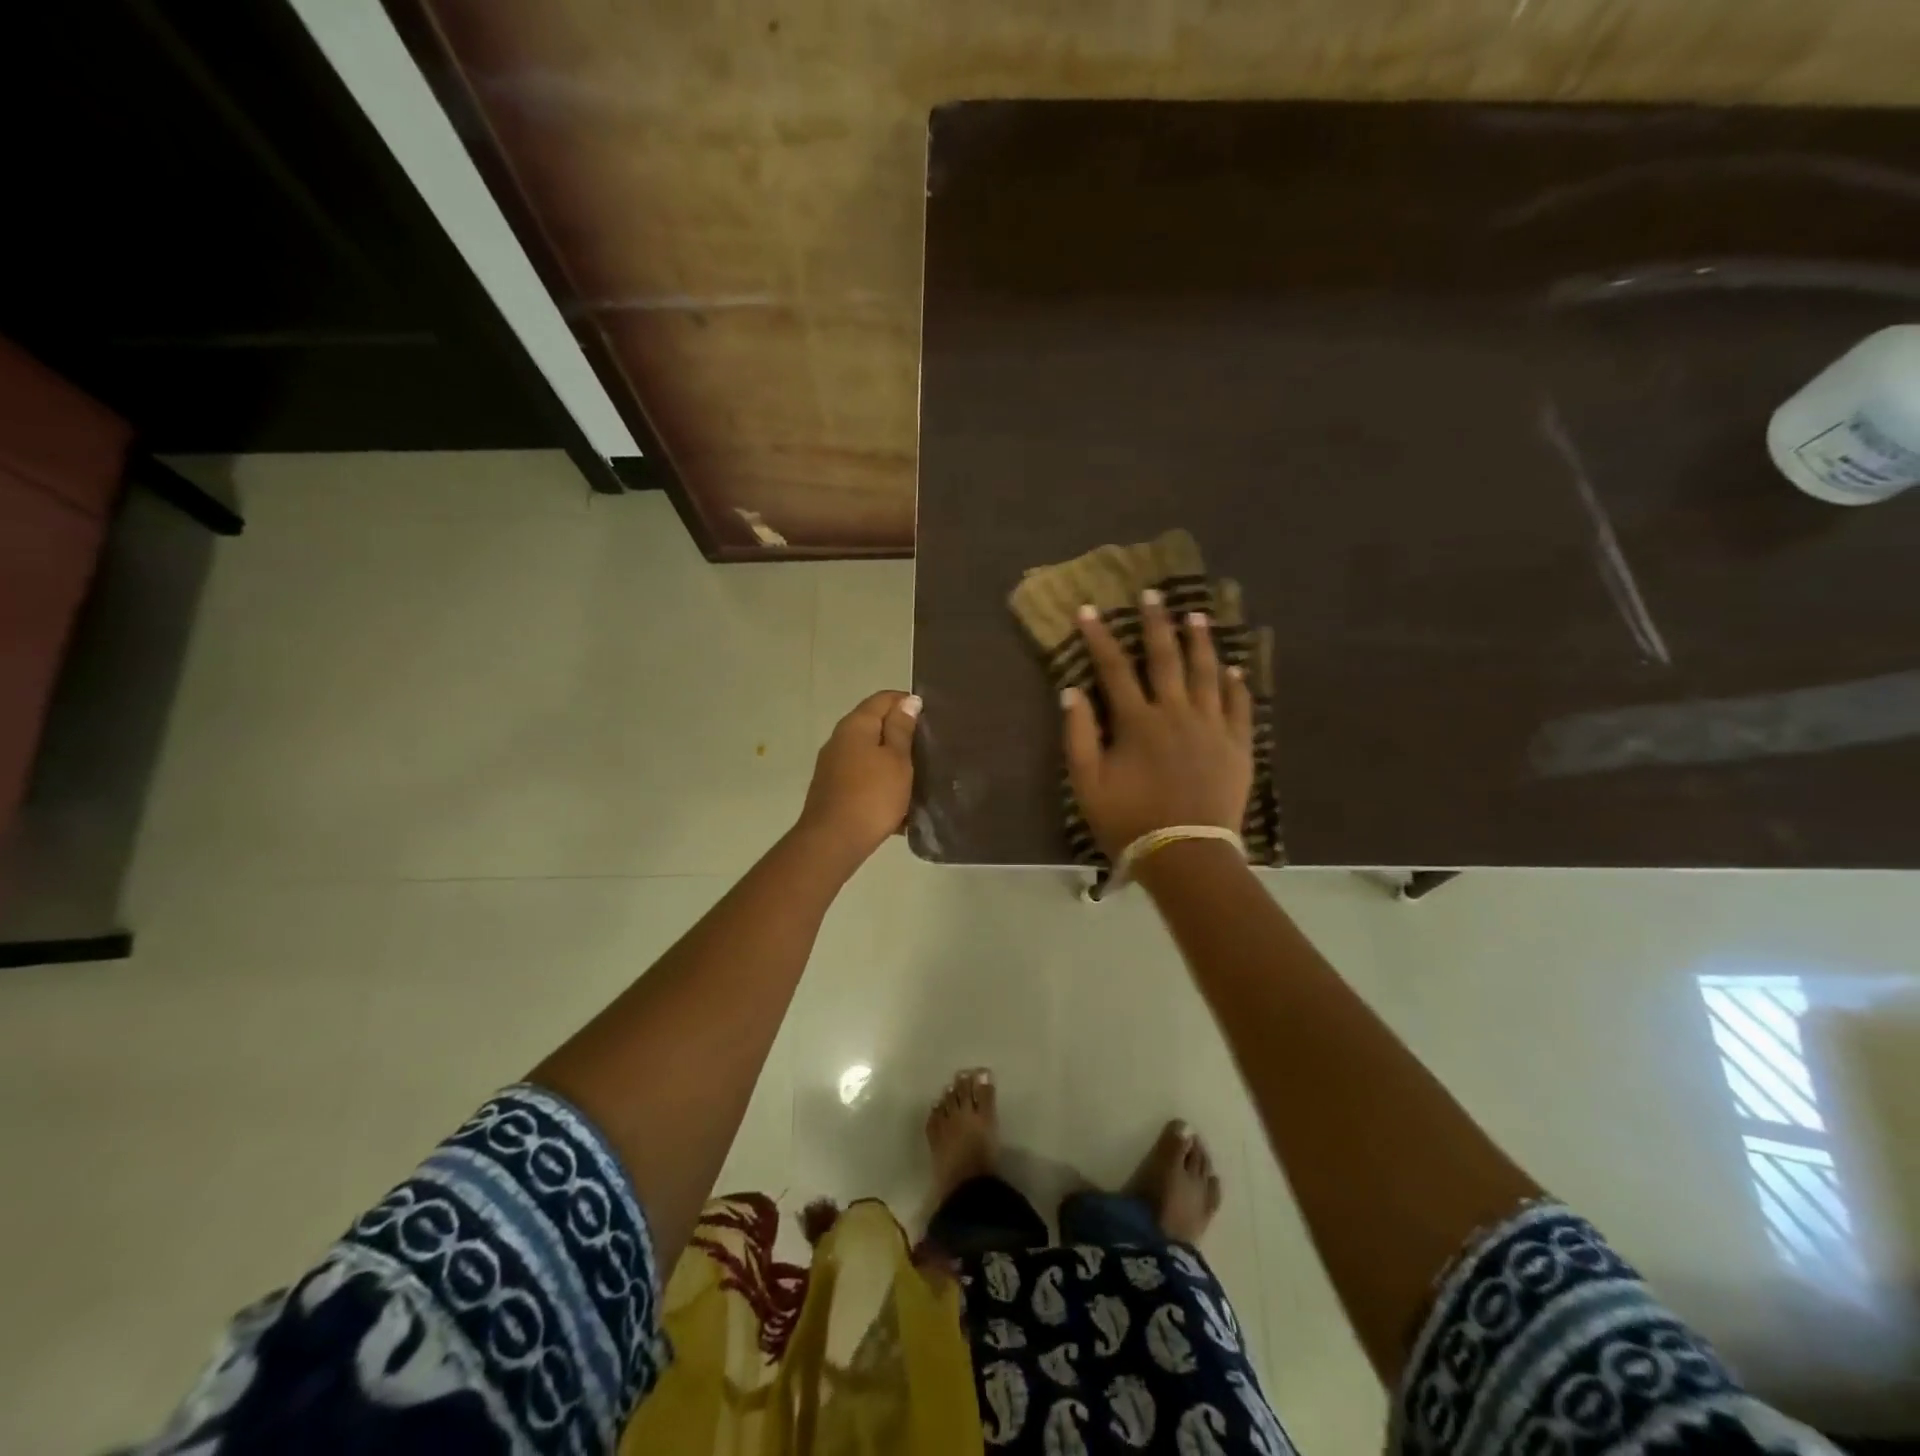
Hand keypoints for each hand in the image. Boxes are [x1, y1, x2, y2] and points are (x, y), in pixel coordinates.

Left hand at [796, 690, 920, 867]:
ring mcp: (833, 764)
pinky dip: (880, 781)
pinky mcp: (833, 788)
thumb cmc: (872, 795)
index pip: (884, 698)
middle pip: (874, 725)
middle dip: (901, 733)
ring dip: (891, 760)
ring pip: (869, 753)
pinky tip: (898, 799)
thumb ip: (901, 728)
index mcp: (856, 724)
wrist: (833, 841)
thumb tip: (909, 700)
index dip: (908, 703)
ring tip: (918, 774)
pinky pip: (863, 776)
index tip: (931, 719)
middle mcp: (840, 738)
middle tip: (928, 748)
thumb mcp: (896, 759)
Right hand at [1062, 593, 1252, 859]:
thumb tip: (1072, 691)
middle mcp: (1176, 713)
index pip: (1114, 668)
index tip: (1089, 609)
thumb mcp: (1088, 784)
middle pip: (1166, 658)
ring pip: (1207, 673)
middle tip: (1154, 593)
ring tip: (1198, 616)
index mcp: (1137, 722)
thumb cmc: (1130, 821)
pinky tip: (1234, 667)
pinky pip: (1240, 705)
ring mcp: (1212, 727)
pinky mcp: (1238, 745)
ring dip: (1201, 642)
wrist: (1186, 855)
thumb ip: (1079, 735)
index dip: (1099, 637)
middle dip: (1157, 623)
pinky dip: (1237, 683)